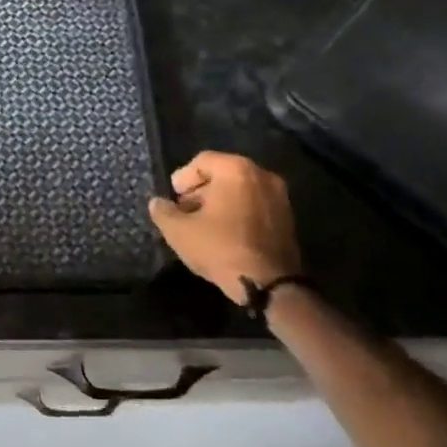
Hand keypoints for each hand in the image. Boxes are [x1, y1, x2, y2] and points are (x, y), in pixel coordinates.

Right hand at [148, 152, 299, 305]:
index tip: (174, 198)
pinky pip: (255, 205)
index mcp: (237, 170)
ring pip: (241, 190)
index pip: (202, 161)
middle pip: (223, 174)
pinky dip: (238, 212)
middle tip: (186, 211)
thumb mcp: (179, 231)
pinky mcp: (288, 218)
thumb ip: (163, 211)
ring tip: (204, 225)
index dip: (183, 178)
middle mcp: (262, 175)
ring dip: (220, 202)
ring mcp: (280, 197)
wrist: (270, 285)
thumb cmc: (221, 248)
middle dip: (201, 190)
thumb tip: (158, 203)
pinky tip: (225, 234)